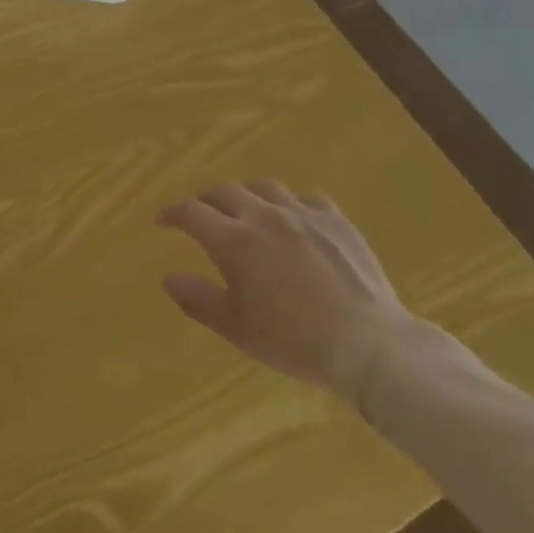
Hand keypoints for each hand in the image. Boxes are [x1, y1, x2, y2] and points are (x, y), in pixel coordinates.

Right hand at [157, 181, 426, 404]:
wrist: (370, 346)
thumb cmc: (295, 341)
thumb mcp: (237, 328)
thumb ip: (198, 299)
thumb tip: (168, 276)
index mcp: (234, 240)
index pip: (191, 212)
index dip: (172, 213)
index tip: (163, 221)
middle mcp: (264, 216)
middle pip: (224, 191)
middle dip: (206, 200)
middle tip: (203, 216)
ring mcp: (303, 213)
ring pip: (264, 187)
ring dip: (246, 195)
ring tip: (246, 210)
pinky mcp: (335, 219)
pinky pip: (306, 196)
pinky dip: (290, 203)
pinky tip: (294, 218)